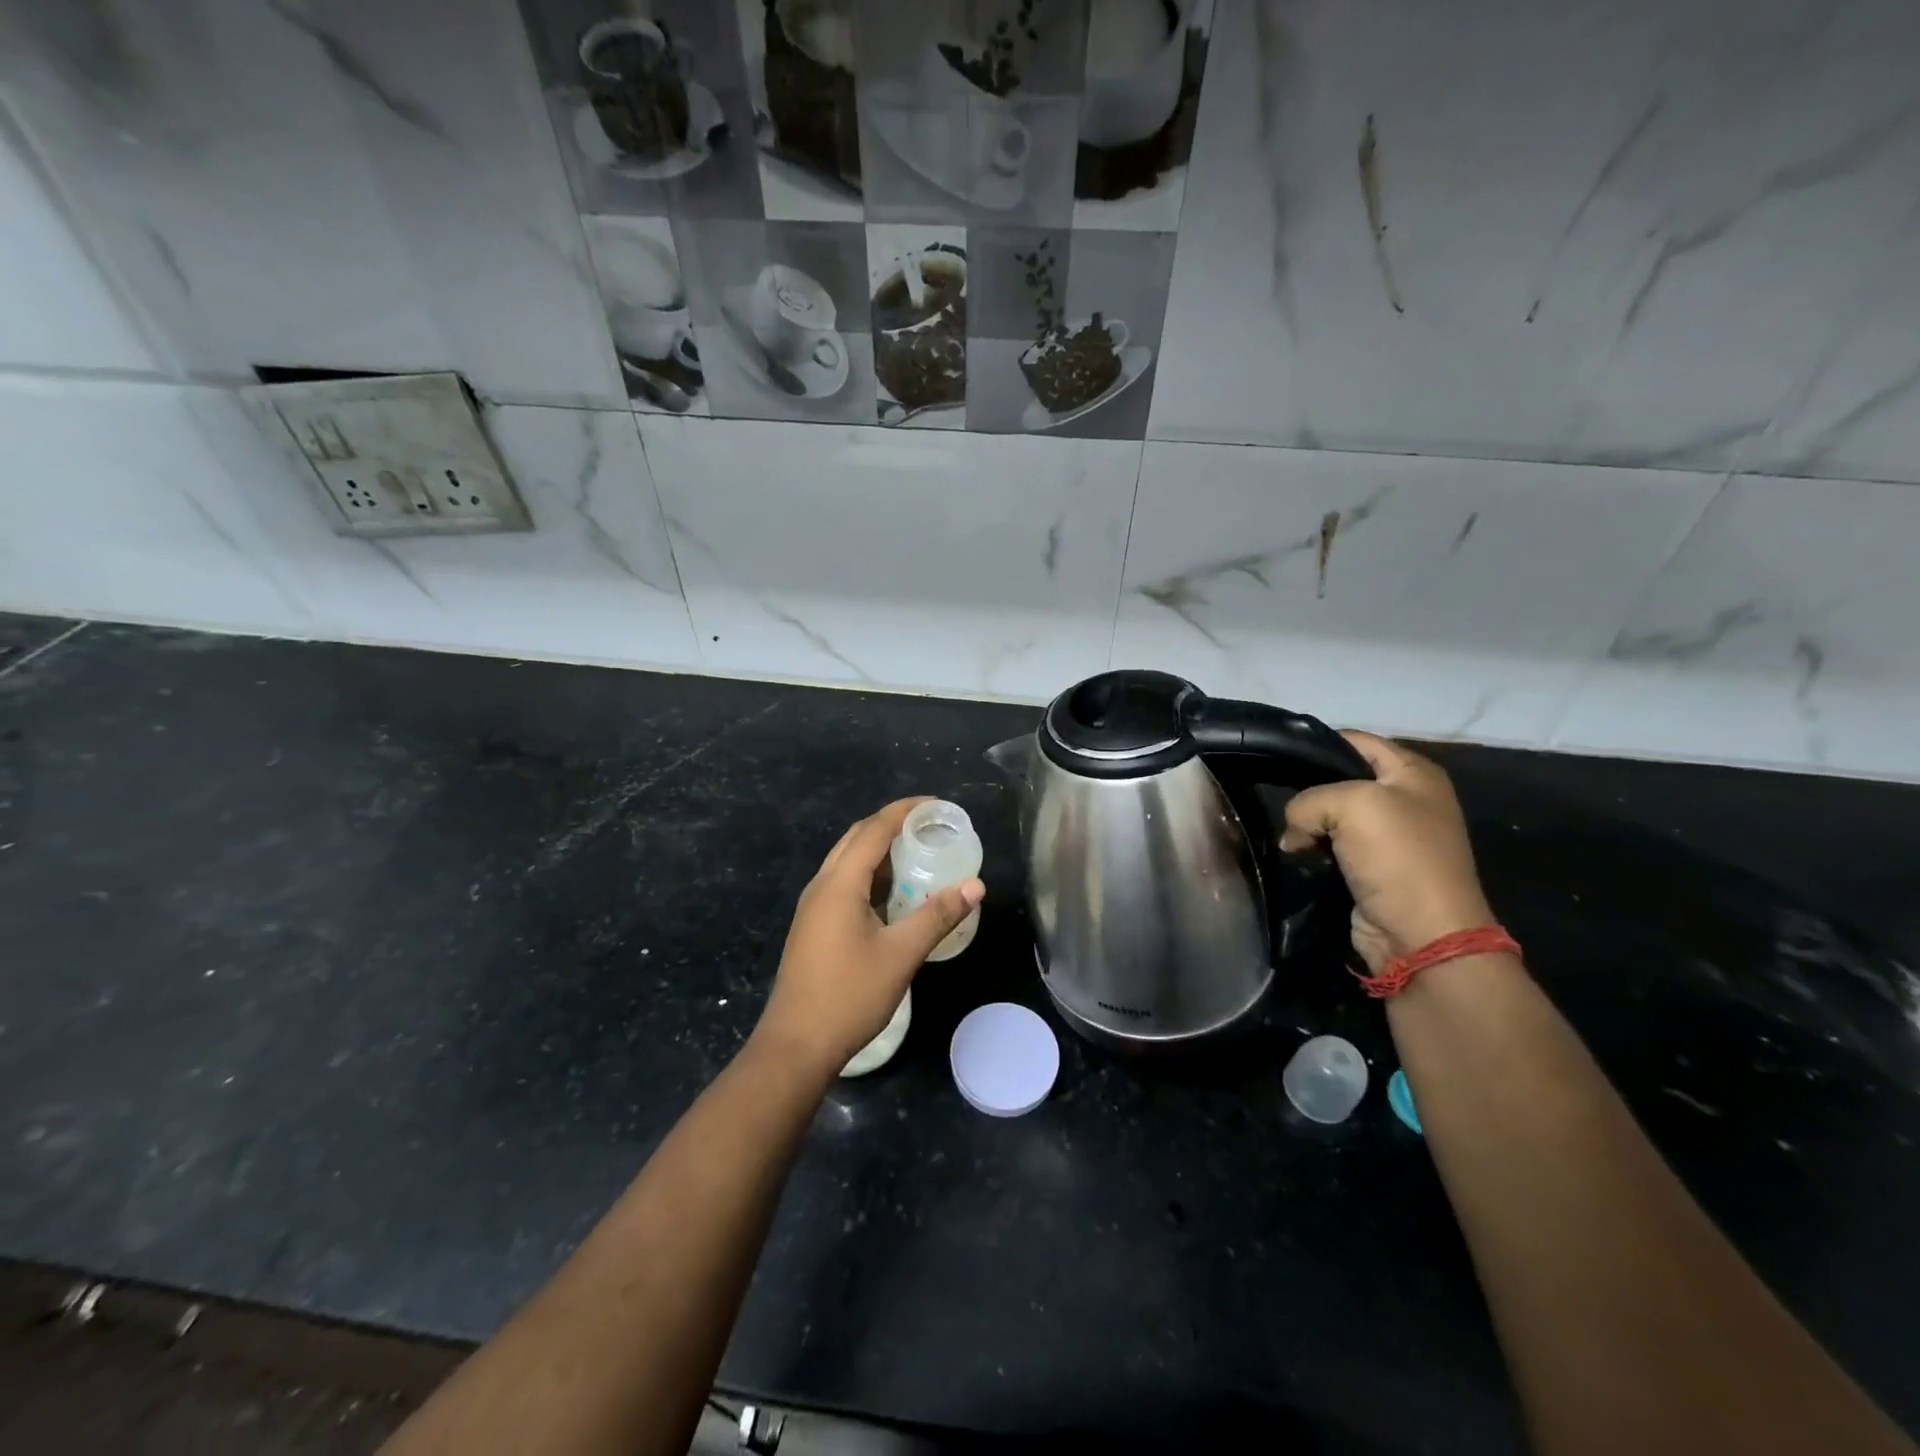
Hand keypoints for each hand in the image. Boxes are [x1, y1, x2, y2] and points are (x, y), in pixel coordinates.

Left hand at [754, 798, 984, 1076]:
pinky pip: (843, 883)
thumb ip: (937, 915)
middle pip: (857, 838)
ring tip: (917, 851)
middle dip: (892, 824)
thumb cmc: (849, 995)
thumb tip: (975, 885)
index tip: (937, 805)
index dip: (904, 811)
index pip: (874, 829)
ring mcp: (813, 907)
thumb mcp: (901, 954)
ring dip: (879, 849)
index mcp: (839, 883)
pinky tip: (892, 892)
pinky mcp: (813, 926)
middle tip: (930, 825)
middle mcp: (822, 886)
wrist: (796, 1045)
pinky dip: (870, 873)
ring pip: (847, 861)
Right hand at [1279, 732, 1493, 973]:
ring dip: (1307, 824)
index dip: (1316, 744)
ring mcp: (1389, 835)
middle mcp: (1405, 798)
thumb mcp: (1350, 805)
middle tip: (1275, 797)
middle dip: (1307, 788)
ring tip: (1288, 834)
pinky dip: (1312, 849)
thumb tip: (1295, 833)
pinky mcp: (1372, 866)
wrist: (1422, 935)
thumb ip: (1307, 801)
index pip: (1354, 740)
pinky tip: (1296, 854)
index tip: (1277, 757)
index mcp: (1414, 772)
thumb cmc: (1397, 857)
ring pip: (1330, 815)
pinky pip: (1331, 845)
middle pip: (1339, 778)